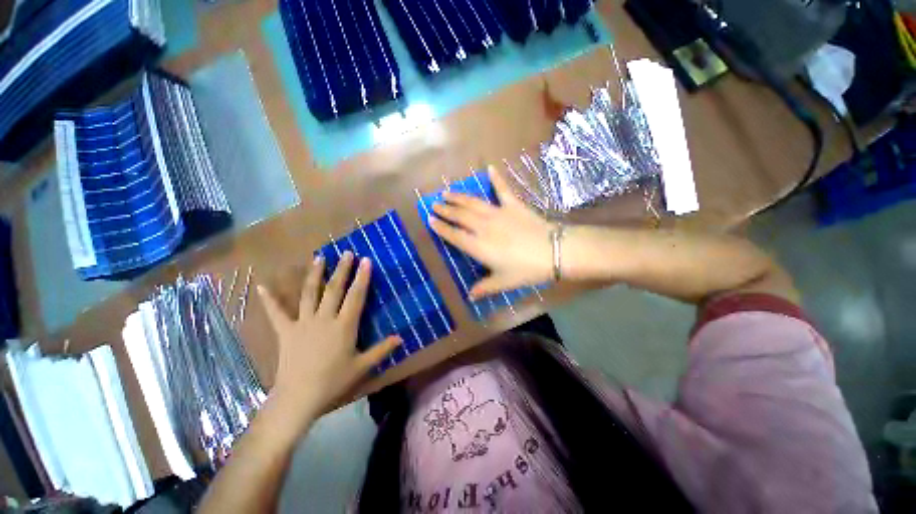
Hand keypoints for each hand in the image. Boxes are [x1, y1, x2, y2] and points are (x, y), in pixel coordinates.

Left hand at [257, 252, 401, 421]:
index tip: (366, 261)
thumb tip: (401, 338)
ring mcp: (303, 323)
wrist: (299, 398)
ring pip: (309, 293)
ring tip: (319, 258)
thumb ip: (382, 350)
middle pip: (334, 289)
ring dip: (315, 274)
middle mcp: (324, 318)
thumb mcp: (362, 366)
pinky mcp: (286, 331)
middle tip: (347, 253)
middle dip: (342, 269)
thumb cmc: (333, 381)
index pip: (356, 296)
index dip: (362, 277)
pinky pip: (276, 313)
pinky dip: (269, 299)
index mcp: (344, 325)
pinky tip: (261, 286)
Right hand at [431, 166, 553, 298]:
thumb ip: (484, 288)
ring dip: (459, 197)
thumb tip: (470, 296)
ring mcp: (498, 213)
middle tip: (434, 204)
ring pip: (473, 202)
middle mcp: (483, 227)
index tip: (430, 219)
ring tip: (447, 192)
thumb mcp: (503, 282)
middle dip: (445, 209)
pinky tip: (490, 167)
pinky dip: (496, 178)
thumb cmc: (527, 270)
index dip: (441, 228)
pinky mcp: (514, 205)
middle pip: (460, 216)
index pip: (454, 235)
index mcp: (479, 246)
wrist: (554, 251)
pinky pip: (503, 189)